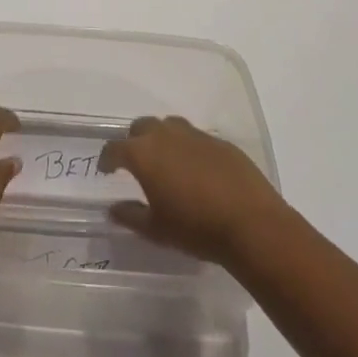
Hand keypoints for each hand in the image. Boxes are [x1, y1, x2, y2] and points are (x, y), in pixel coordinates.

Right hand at [99, 115, 292, 268]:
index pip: (115, 148)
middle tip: (136, 163)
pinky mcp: (220, 142)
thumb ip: (131, 216)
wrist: (252, 224)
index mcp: (144, 154)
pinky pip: (195, 138)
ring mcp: (195, 135)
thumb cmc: (196, 228)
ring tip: (166, 161)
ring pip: (169, 126)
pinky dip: (188, 148)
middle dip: (134, 141)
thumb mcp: (157, 230)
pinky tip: (197, 170)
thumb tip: (113, 209)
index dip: (107, 158)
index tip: (105, 169)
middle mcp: (166, 135)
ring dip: (161, 138)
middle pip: (141, 127)